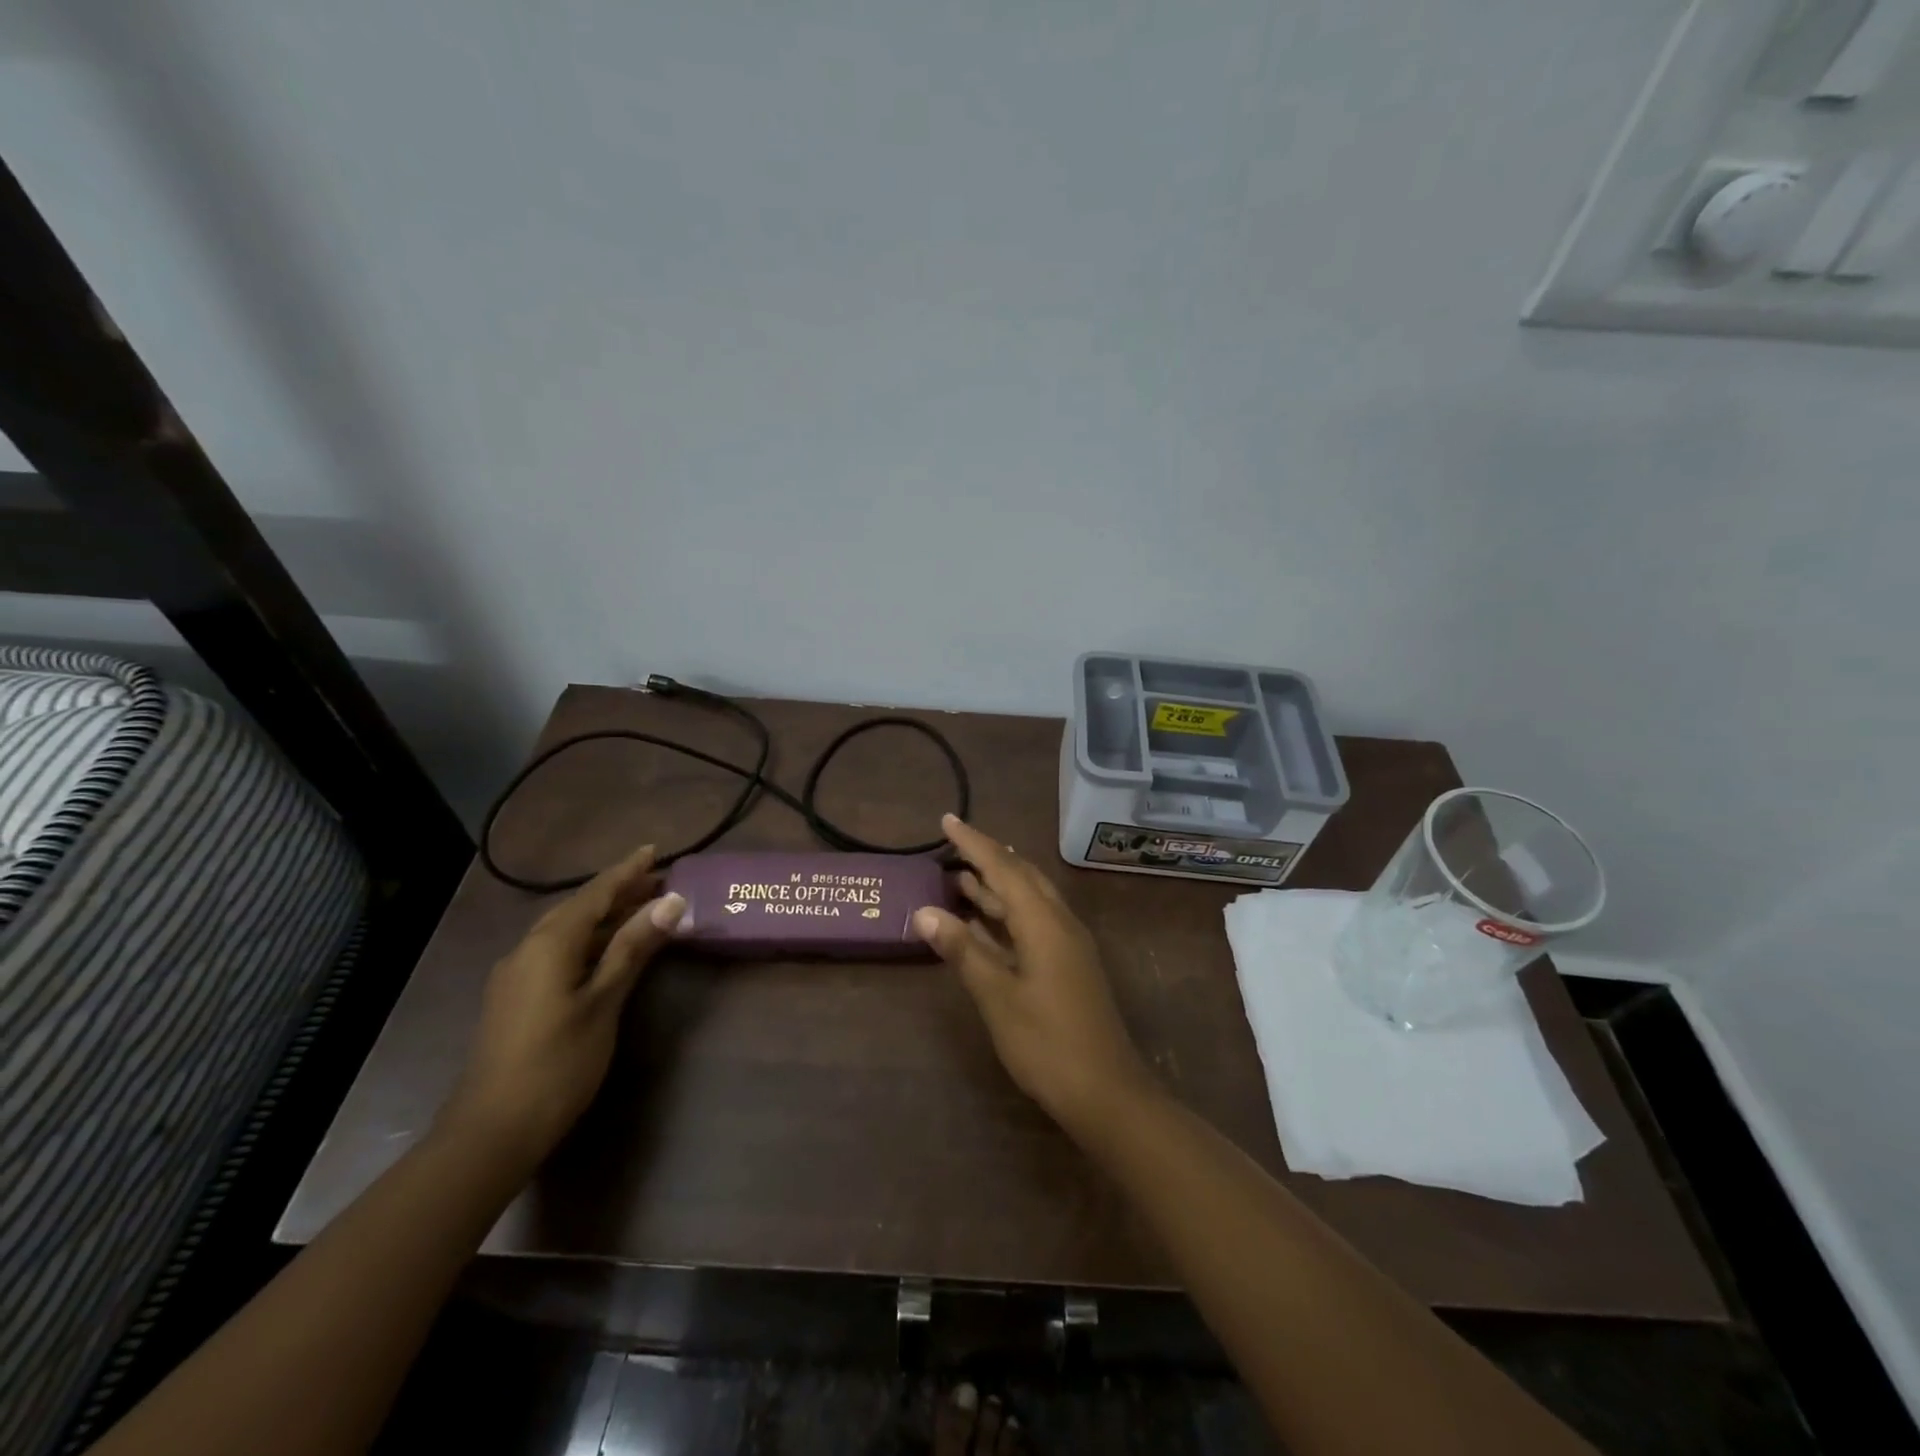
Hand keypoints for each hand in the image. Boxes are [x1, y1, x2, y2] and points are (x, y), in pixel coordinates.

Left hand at [437, 844, 685, 1169]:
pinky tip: (607, 950)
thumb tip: (671, 901)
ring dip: (604, 917)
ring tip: (642, 909)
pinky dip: (589, 941)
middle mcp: (527, 949)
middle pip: (578, 908)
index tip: (653, 850)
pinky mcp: (516, 998)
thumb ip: (633, 948)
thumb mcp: (604, 1002)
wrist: (491, 1131)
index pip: (594, 894)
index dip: (626, 872)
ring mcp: (517, 975)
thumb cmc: (558, 1063)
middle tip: (658, 881)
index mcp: (549, 944)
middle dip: (618, 892)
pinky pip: (558, 952)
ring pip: (567, 931)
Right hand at [913, 815, 1153, 1134]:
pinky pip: (1033, 922)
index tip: (947, 819)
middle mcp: (1059, 923)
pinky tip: (985, 922)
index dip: (974, 842)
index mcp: (1044, 922)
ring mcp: (1067, 945)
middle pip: (1021, 876)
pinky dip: (1007, 914)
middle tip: (953, 845)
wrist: (1106, 1093)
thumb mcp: (997, 997)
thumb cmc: (1047, 1044)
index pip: (1003, 867)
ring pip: (1029, 900)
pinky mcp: (1068, 965)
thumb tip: (925, 912)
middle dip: (988, 857)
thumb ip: (963, 951)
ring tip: (960, 875)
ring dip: (996, 886)